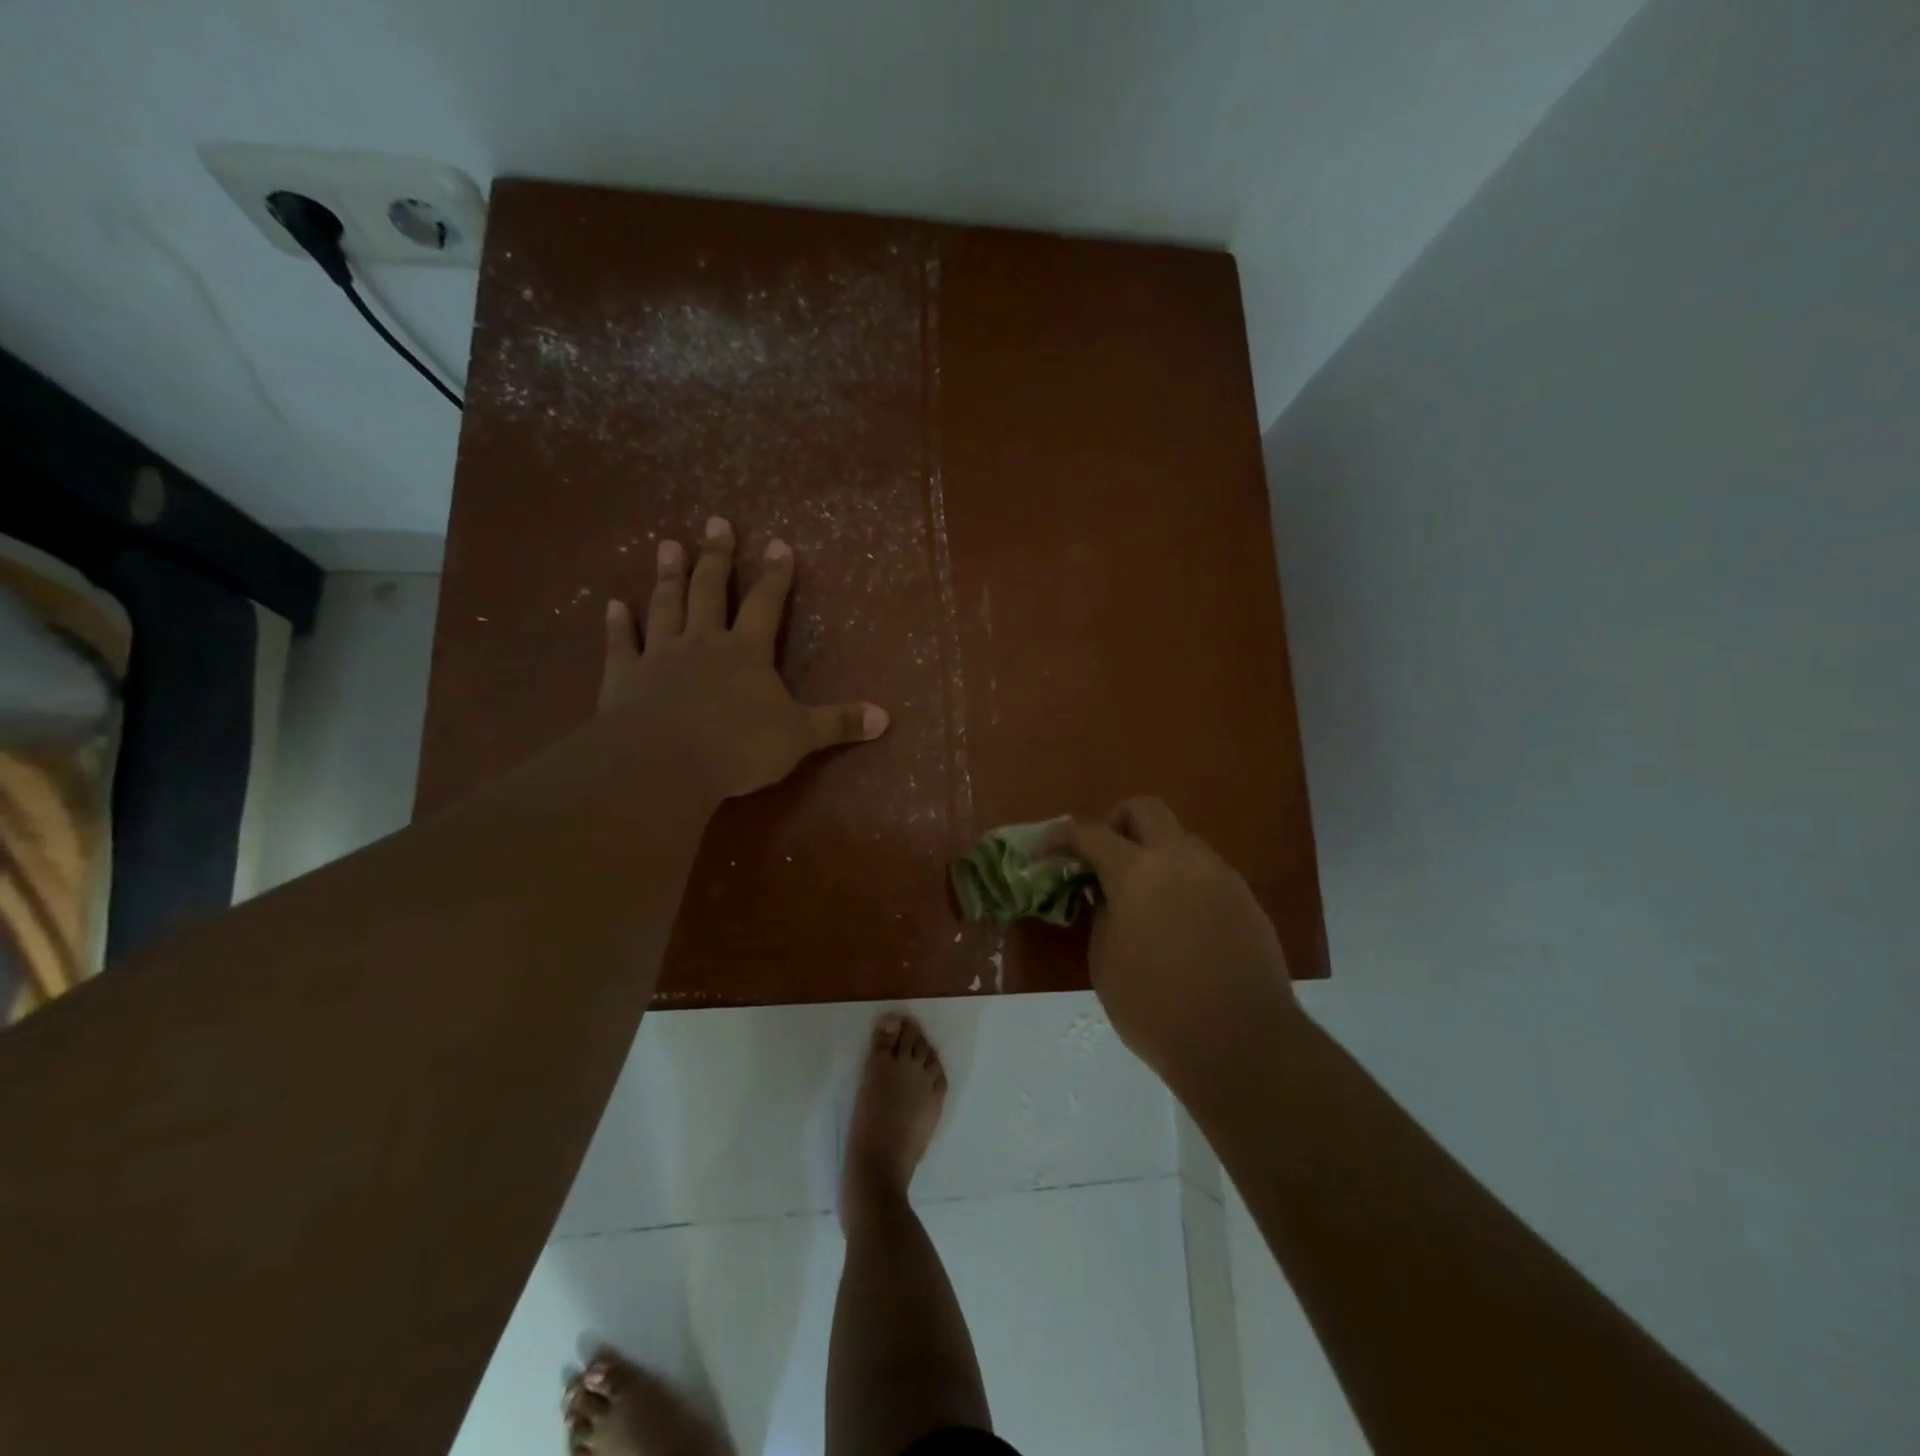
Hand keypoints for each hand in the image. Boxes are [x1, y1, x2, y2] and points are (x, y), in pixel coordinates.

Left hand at [598, 515, 888, 800]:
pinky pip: (621, 644)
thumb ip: (839, 723)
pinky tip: (611, 604)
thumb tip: (886, 717)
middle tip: (717, 522)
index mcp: (747, 652)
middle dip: (717, 556)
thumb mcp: (800, 737)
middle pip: (711, 591)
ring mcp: (660, 655)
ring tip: (668, 545)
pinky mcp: (624, 676)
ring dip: (668, 576)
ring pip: (666, 606)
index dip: (775, 575)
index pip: (766, 604)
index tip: (779, 543)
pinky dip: (616, 624)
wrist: (665, 762)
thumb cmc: (739, 746)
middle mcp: (703, 643)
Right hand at [1056, 798, 1301, 1087]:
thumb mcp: (1105, 963)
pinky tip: (1179, 922)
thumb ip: (1101, 915)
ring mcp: (1219, 876)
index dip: (1060, 838)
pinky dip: (1183, 881)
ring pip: (1181, 840)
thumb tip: (1107, 896)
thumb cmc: (1156, 1008)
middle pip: (1146, 809)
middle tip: (1104, 857)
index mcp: (1137, 872)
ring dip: (1155, 853)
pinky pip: (1206, 872)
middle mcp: (1181, 859)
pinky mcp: (1246, 899)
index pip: (1090, 834)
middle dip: (1117, 822)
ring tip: (1144, 896)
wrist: (1242, 1043)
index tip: (1044, 852)